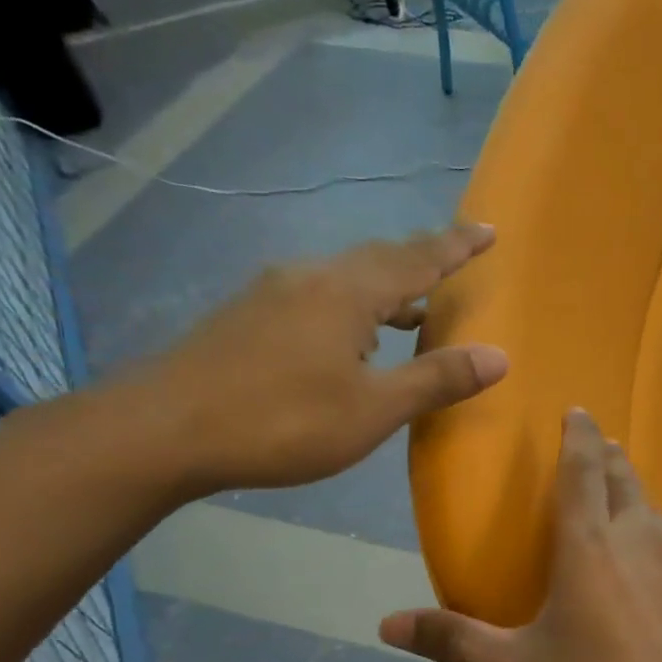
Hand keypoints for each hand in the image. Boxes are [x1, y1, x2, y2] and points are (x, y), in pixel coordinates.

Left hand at [131, 223, 507, 495]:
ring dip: (386, 289)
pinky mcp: (248, 316)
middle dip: (422, 260)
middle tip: (456, 261)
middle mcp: (310, 278)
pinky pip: (319, 296)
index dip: (456, 246)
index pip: (417, 259)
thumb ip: (436, 379)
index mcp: (346, 292)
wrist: (162, 430)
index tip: (489, 230)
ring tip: (414, 311)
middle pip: (378, 259)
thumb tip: (500, 356)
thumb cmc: (282, 420)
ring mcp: (273, 294)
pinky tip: (352, 340)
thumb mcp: (373, 409)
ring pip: (345, 278)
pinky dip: (353, 307)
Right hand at [379, 410, 661, 661]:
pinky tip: (653, 556)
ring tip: (621, 491)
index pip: (583, 470)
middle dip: (609, 455)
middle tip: (599, 444)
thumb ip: (451, 641)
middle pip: (624, 479)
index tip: (577, 412)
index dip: (579, 436)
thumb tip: (386, 623)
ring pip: (654, 508)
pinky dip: (657, 530)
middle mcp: (638, 539)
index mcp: (589, 545)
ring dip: (634, 491)